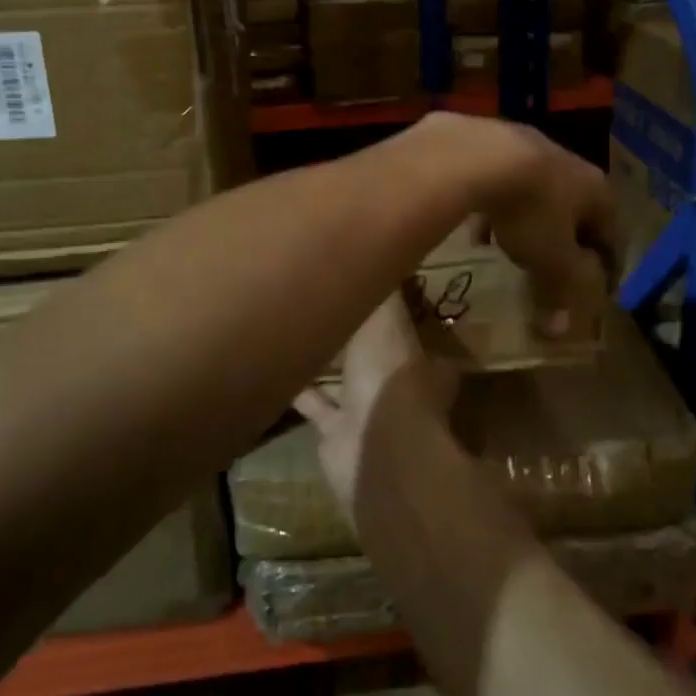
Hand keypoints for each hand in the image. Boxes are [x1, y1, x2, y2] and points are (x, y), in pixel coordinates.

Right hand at [294, 292, 457, 514]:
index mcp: (419, 358)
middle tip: (329, 301)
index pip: (409, 326)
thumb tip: (378, 247)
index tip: (372, 283)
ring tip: (298, 326)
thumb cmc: (389, 374)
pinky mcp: (336, 433)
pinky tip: (276, 366)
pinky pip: (315, 406)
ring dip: (327, 360)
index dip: (394, 307)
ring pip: (346, 381)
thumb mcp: (386, 318)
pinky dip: (299, 390)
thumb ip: (381, 291)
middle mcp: (397, 385)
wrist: (373, 448)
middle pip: (375, 354)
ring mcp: (367, 412)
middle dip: (357, 334)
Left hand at [463, 117, 620, 338]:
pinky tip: (477, 230)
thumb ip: (559, 293)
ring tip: (514, 249)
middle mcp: (571, 164)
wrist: (477, 154)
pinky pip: (502, 183)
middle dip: (568, 240)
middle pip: (577, 210)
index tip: (604, 289)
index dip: (610, 266)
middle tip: (559, 266)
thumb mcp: (550, 260)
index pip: (613, 235)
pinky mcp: (492, 142)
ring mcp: (530, 147)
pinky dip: (497, 209)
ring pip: (538, 194)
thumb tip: (561, 331)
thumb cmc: (530, 210)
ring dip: (531, 223)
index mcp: (597, 191)